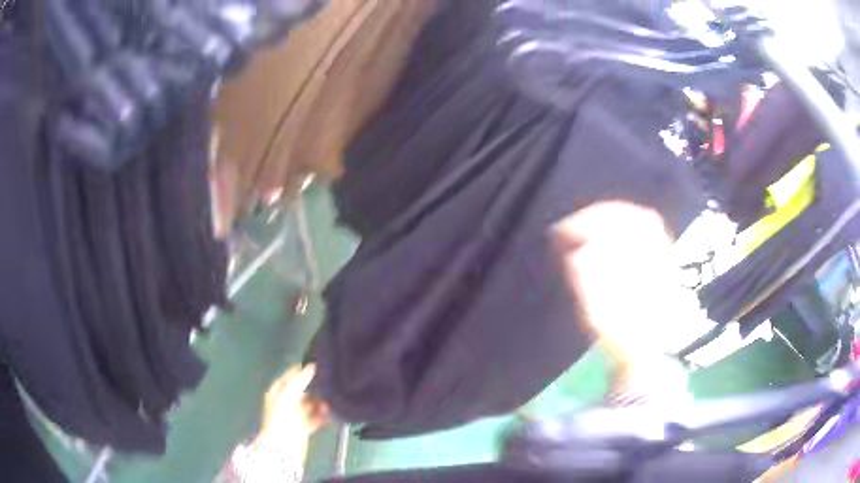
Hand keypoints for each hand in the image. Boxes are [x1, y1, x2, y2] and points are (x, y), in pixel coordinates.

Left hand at [256, 364, 329, 449]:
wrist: (284, 447)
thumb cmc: (282, 418)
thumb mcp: (289, 395)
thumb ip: (300, 380)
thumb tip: (312, 365)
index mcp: (277, 393)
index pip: (289, 377)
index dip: (301, 370)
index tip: (317, 365)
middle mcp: (285, 402)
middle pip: (301, 391)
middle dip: (314, 389)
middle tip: (329, 384)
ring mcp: (294, 416)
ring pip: (310, 405)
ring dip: (320, 403)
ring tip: (330, 403)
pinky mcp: (303, 428)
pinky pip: (315, 418)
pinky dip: (323, 416)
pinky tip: (331, 414)